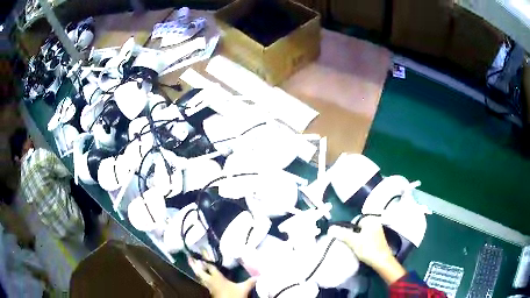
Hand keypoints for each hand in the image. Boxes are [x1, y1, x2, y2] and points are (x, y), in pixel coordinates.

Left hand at [188, 257, 255, 297]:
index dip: (206, 257)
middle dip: (194, 264)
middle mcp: (210, 281)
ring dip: (196, 270)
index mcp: (217, 278)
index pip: (210, 265)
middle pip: (199, 271)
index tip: (202, 248)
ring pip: (199, 276)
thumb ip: (249, 282)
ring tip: (192, 264)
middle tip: (189, 256)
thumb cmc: (233, 296)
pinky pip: (203, 281)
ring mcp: (209, 286)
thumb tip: (258, 276)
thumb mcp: (243, 289)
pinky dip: (201, 276)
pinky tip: (203, 276)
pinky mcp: (210, 291)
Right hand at [328, 216, 405, 283]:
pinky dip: (364, 242)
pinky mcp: (379, 239)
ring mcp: (378, 231)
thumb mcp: (353, 241)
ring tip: (356, 247)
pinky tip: (362, 249)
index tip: (348, 239)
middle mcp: (376, 222)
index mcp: (370, 219)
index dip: (349, 230)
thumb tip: (330, 228)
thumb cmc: (368, 248)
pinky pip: (367, 238)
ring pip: (363, 233)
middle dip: (354, 235)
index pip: (355, 221)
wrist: (381, 261)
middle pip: (359, 227)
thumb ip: (342, 234)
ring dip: (358, 239)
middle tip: (351, 244)